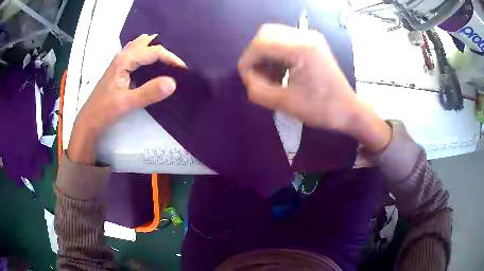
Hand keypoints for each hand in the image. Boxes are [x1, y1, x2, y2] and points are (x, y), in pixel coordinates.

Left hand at [68, 34, 185, 163]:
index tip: (182, 71)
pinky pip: (137, 53)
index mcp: (125, 60)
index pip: (154, 51)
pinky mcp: (119, 68)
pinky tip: (151, 67)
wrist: (89, 120)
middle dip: (163, 51)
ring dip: (155, 51)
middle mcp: (123, 55)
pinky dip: (147, 55)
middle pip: (148, 43)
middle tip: (175, 66)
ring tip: (166, 64)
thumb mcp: (128, 103)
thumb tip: (173, 82)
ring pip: (141, 46)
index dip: (171, 58)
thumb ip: (150, 92)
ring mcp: (120, 60)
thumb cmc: (105, 111)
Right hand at [238, 24, 390, 152]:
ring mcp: (310, 36)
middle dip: (256, 56)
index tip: (249, 81)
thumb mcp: (284, 104)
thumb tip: (248, 78)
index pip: (260, 44)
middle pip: (265, 34)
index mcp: (301, 48)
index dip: (248, 62)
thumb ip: (257, 90)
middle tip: (259, 76)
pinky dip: (276, 54)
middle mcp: (305, 35)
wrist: (348, 110)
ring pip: (273, 35)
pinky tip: (281, 71)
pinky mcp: (312, 42)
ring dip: (265, 55)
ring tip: (271, 76)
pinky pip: (284, 40)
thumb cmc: (322, 109)